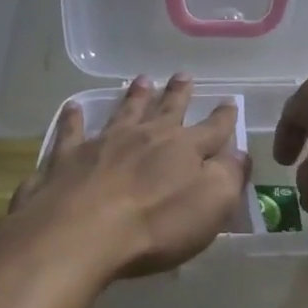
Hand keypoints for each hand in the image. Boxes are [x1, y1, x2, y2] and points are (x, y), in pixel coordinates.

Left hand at [9, 74, 250, 279]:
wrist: (82, 233)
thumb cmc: (155, 225)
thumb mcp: (211, 204)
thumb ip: (229, 176)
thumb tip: (240, 154)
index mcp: (183, 149)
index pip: (212, 129)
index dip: (224, 117)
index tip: (230, 101)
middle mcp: (145, 137)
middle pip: (167, 110)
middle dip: (178, 93)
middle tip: (184, 75)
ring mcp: (104, 143)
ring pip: (124, 112)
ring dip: (135, 96)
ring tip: (142, 80)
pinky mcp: (67, 158)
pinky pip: (72, 132)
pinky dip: (73, 119)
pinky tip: (73, 108)